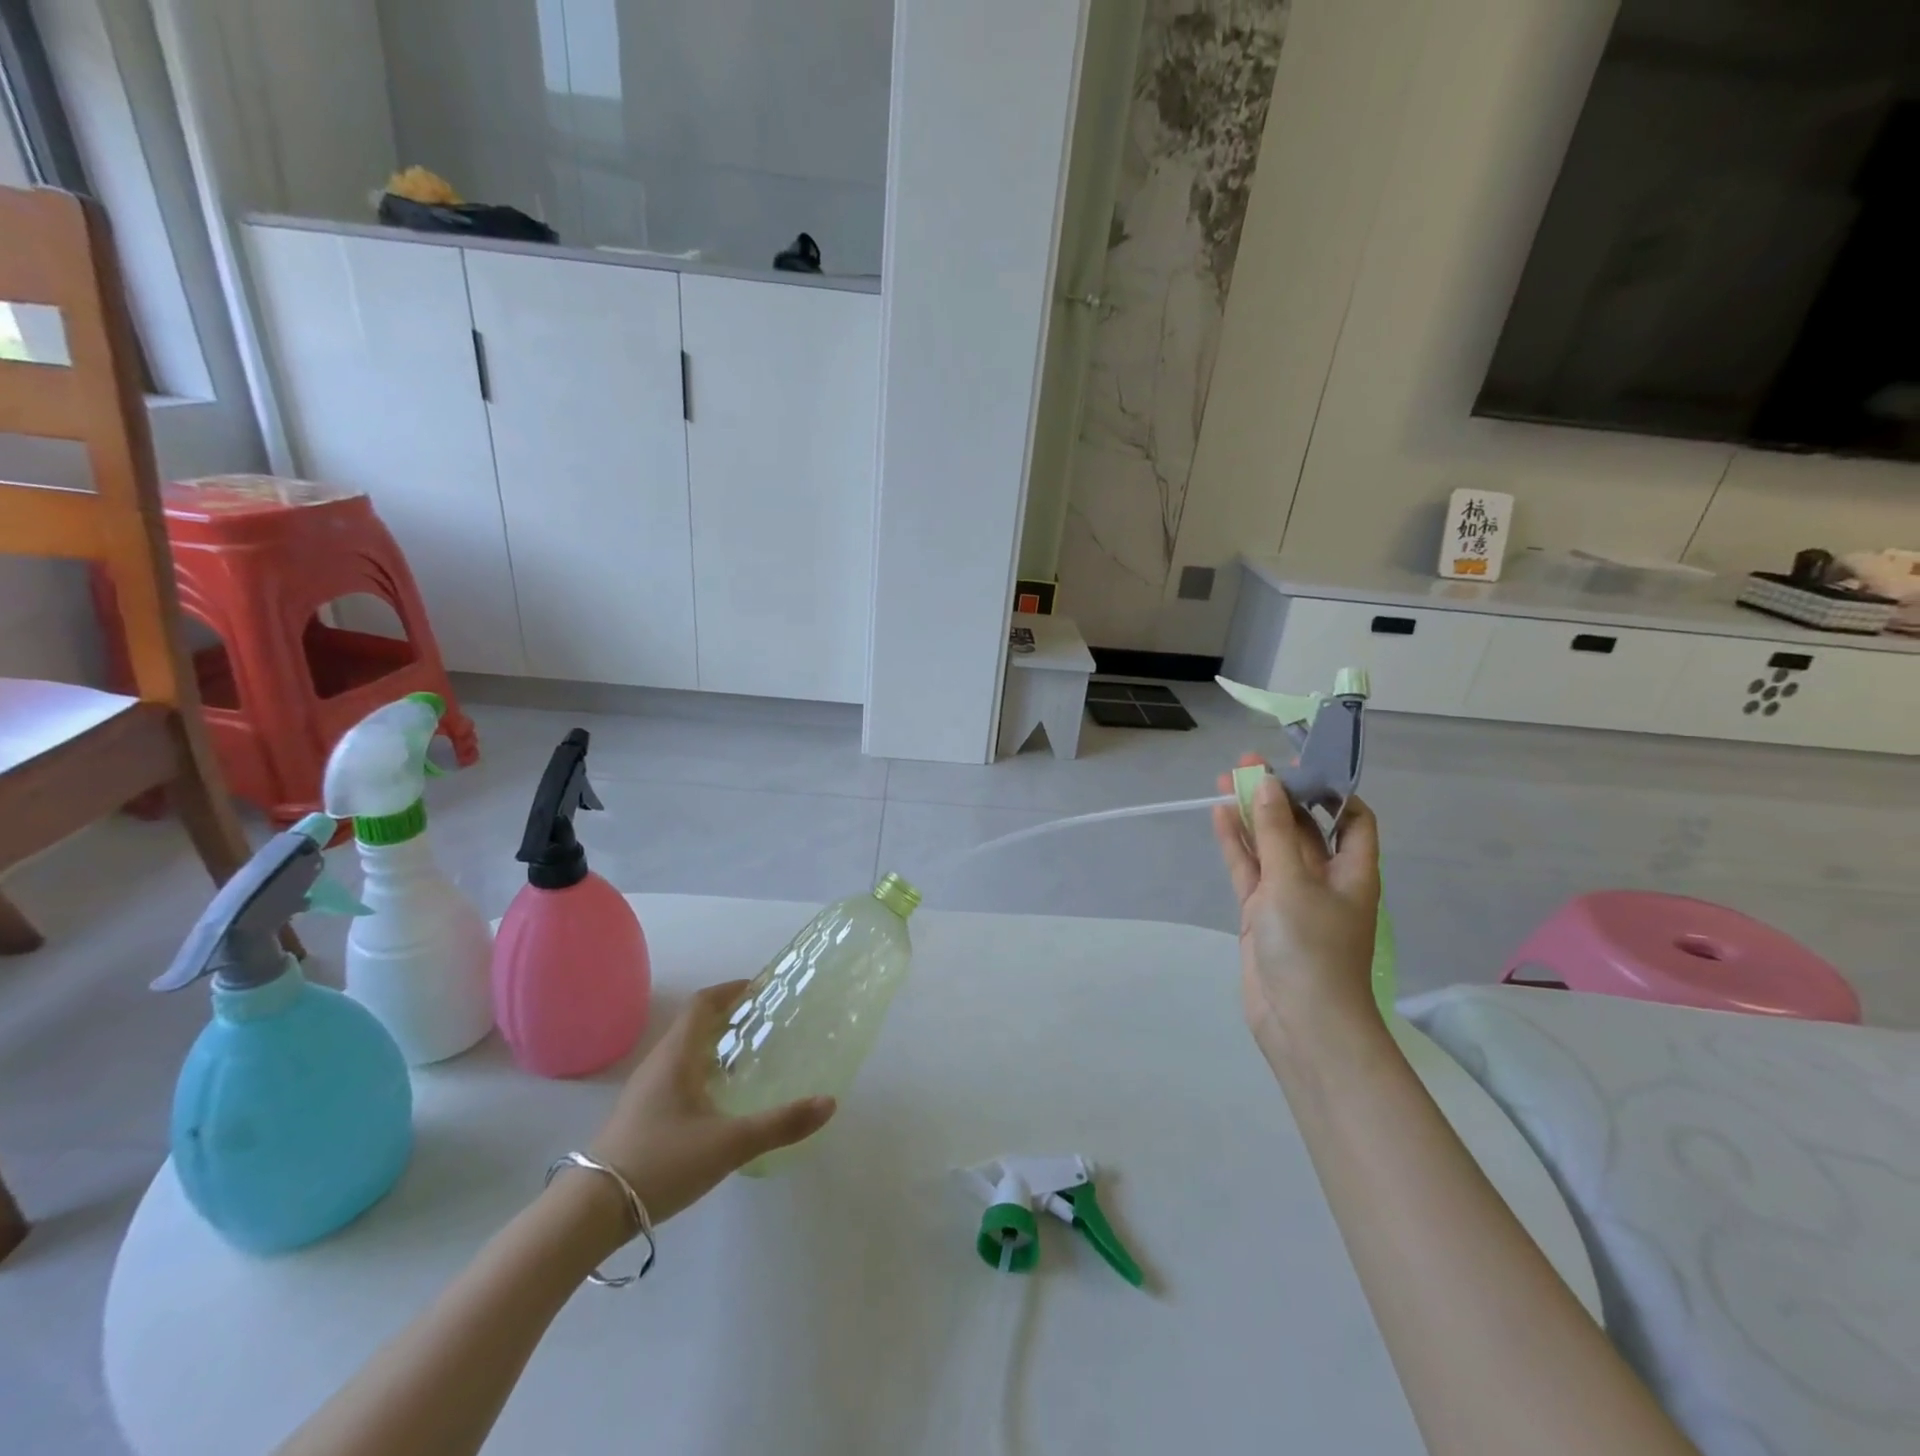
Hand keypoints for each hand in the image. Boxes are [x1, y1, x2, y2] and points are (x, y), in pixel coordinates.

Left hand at [586, 981, 835, 1223]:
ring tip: (748, 1060)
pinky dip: (702, 1073)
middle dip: (729, 1019)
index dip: (731, 991)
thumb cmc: (662, 1162)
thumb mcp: (730, 1144)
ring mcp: (644, 1092)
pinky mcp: (639, 1117)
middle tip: (764, 1024)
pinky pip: (676, 1077)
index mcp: (677, 1055)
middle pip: (694, 1025)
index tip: (761, 990)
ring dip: (715, 1047)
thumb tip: (829, 1102)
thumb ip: (781, 1124)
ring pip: (684, 1053)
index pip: (703, 1004)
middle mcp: (658, 1064)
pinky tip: (719, 1102)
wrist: (591, 1213)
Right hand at [1212, 754, 1382, 1053]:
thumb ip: (1275, 831)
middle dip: (1278, 796)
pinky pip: (1249, 868)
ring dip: (1252, 815)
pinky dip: (1237, 844)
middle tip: (1246, 764)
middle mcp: (1324, 878)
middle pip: (1302, 827)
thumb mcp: (1292, 881)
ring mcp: (1289, 895)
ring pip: (1270, 845)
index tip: (1298, 767)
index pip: (1351, 819)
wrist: (1301, 1021)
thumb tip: (1268, 782)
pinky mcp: (1262, 912)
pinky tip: (1220, 816)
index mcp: (1352, 870)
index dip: (1329, 791)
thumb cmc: (1311, 946)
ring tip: (1225, 780)